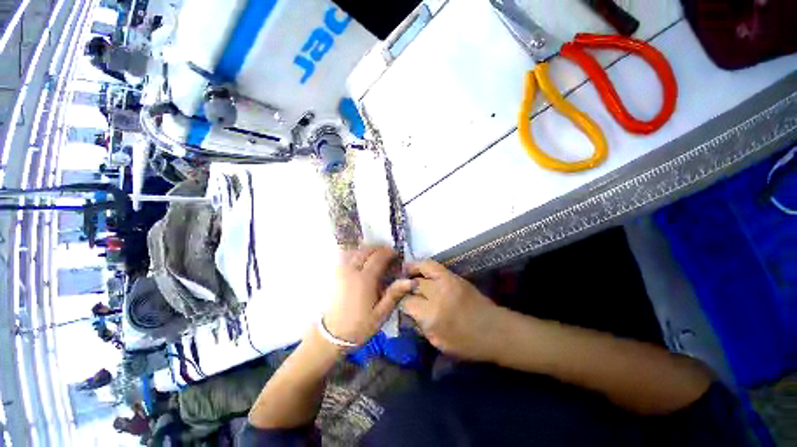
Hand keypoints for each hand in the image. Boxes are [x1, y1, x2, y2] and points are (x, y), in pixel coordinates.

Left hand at [323, 246, 412, 345]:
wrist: (331, 336)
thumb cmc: (359, 326)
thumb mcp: (380, 314)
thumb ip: (394, 294)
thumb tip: (411, 281)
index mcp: (365, 279)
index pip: (378, 257)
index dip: (389, 253)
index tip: (396, 255)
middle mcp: (352, 270)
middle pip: (366, 250)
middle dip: (379, 249)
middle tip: (387, 255)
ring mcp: (341, 271)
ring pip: (355, 251)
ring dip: (367, 250)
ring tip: (375, 257)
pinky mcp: (334, 274)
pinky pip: (345, 256)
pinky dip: (355, 254)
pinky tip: (361, 261)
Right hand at [401, 260, 502, 361]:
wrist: (495, 330)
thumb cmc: (467, 343)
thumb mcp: (439, 343)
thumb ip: (421, 326)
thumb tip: (410, 312)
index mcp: (432, 316)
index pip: (407, 303)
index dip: (402, 304)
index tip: (403, 306)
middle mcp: (437, 295)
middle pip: (413, 285)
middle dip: (405, 289)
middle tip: (402, 292)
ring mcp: (446, 282)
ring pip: (421, 269)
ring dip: (410, 270)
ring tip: (403, 272)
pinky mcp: (454, 276)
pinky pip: (433, 265)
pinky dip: (422, 265)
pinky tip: (415, 267)